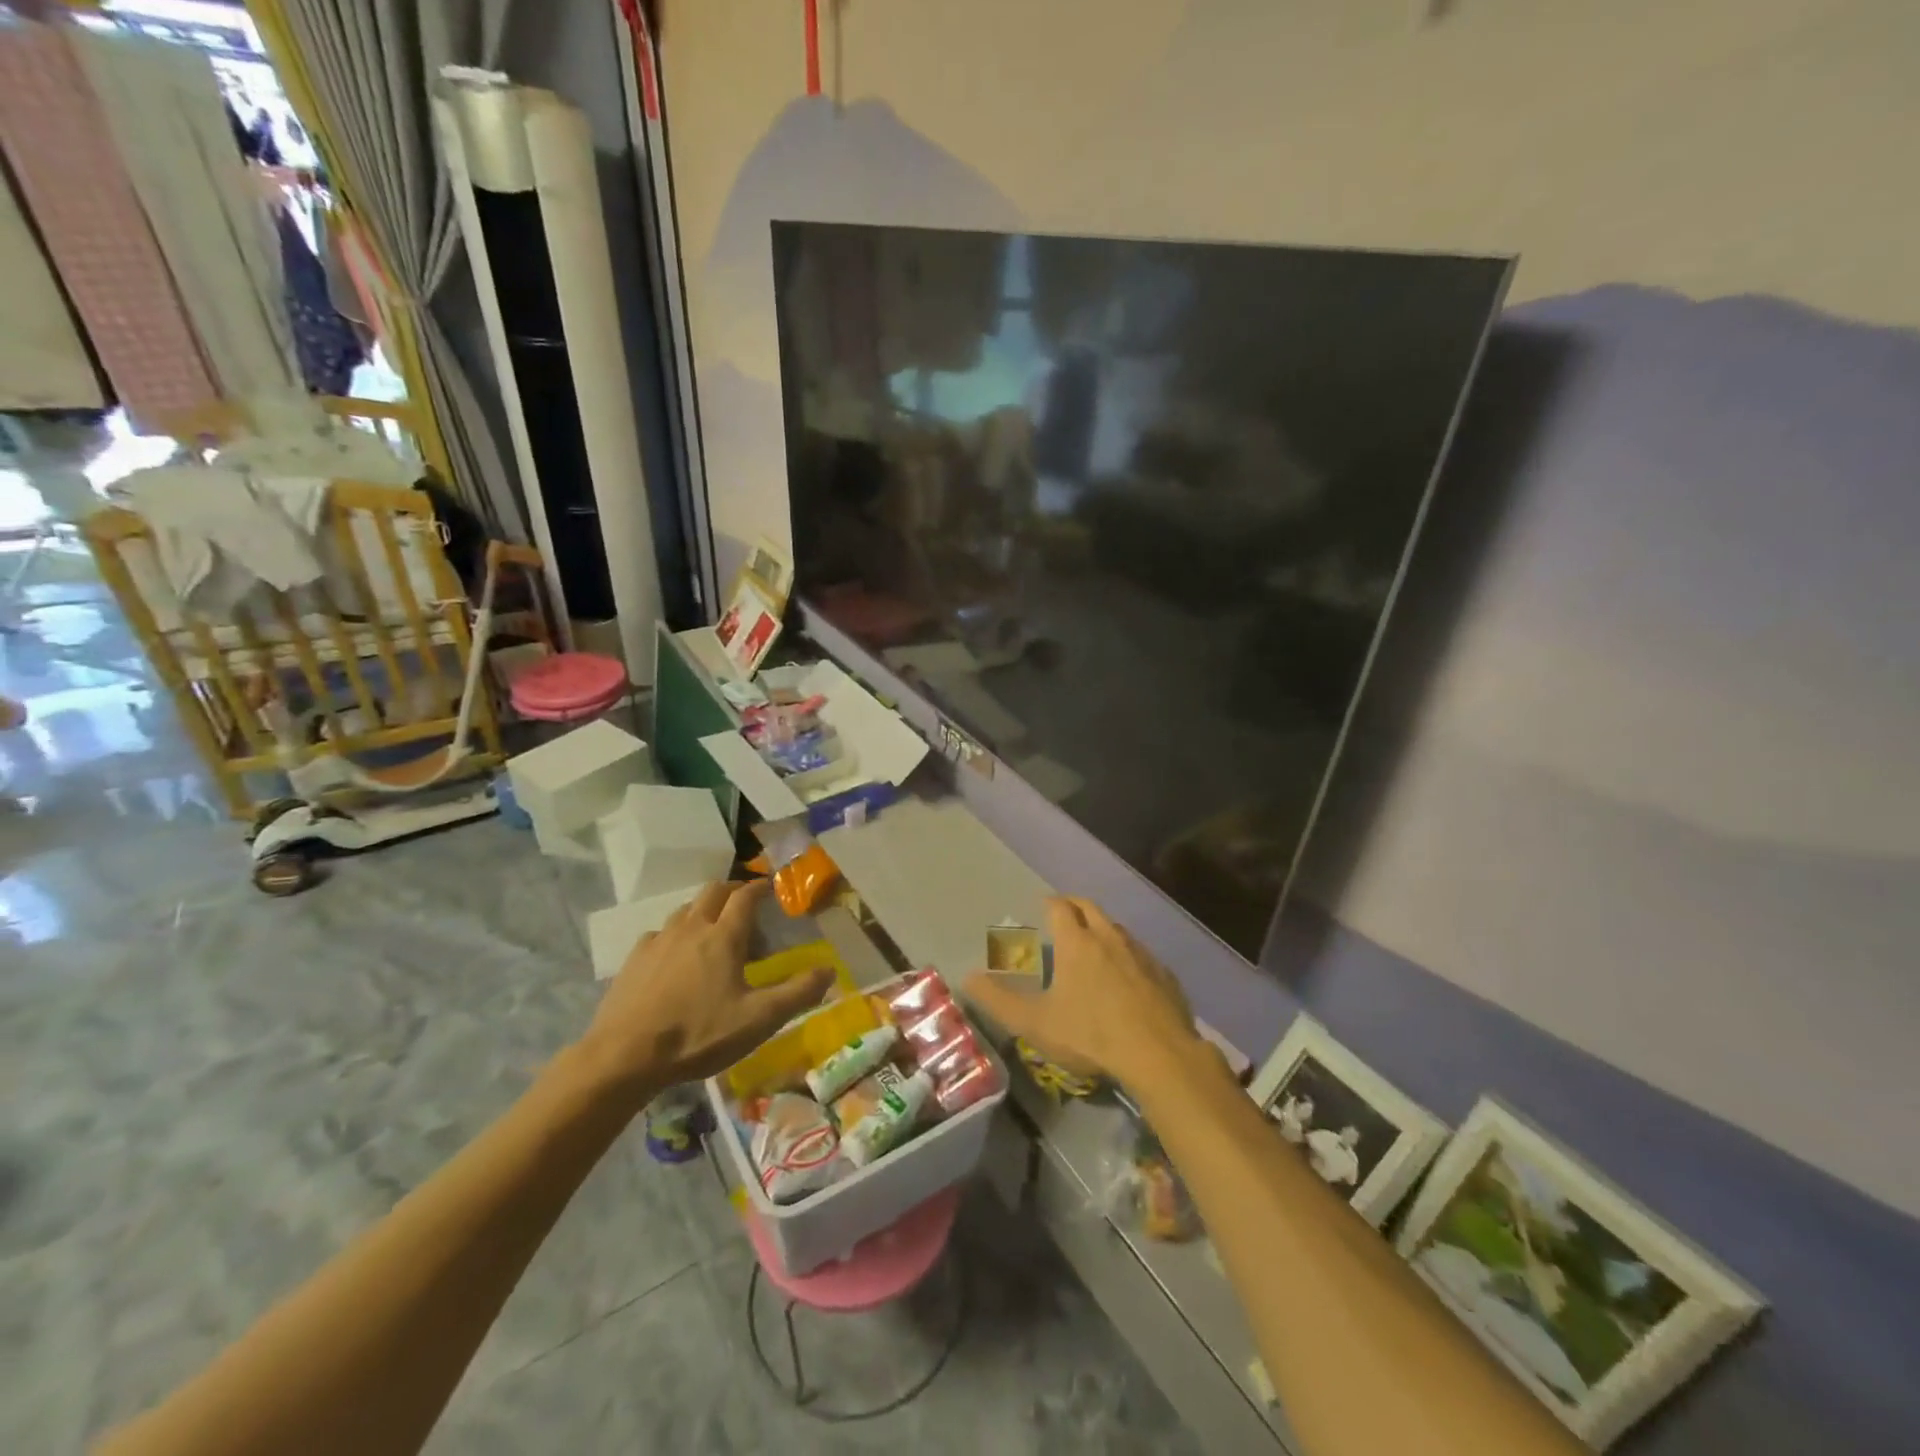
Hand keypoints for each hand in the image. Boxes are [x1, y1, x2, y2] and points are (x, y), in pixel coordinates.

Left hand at [580, 880, 834, 1092]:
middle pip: (713, 891)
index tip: (771, 886)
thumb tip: (829, 970)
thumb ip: (798, 993)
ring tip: (712, 929)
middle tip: (745, 901)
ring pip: (684, 910)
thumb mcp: (758, 1020)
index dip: (760, 887)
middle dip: (732, 890)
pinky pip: (659, 933)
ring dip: (703, 910)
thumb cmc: (698, 1035)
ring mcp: (658, 941)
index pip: (745, 896)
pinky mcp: (633, 960)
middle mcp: (691, 928)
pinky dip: (675, 935)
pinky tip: (675, 958)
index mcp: (723, 937)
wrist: (624, 1057)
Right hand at [964, 897, 1204, 1091]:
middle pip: (1090, 908)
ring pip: (1118, 930)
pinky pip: (1142, 955)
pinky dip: (1129, 956)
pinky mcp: (1164, 975)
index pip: (1060, 907)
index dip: (1049, 903)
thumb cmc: (1090, 1035)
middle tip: (1064, 913)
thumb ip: (998, 1000)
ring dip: (1103, 929)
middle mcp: (1109, 938)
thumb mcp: (1034, 1023)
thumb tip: (967, 977)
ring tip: (1094, 944)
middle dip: (1075, 906)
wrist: (1158, 1055)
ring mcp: (1141, 954)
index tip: (1043, 905)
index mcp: (1077, 942)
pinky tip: (1129, 977)